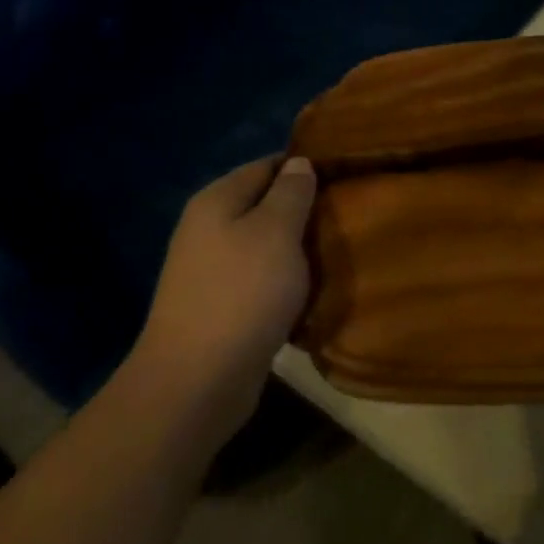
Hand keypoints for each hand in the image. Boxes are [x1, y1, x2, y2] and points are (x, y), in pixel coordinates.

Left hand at [131, 156, 317, 435]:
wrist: (197, 380)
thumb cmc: (243, 292)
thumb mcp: (276, 231)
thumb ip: (291, 193)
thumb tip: (298, 162)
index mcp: (217, 201)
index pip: (266, 166)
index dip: (304, 168)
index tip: (343, 177)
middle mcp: (207, 229)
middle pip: (263, 205)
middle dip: (303, 210)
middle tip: (346, 217)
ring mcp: (210, 270)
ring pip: (264, 245)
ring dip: (296, 249)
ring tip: (337, 251)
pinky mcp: (219, 306)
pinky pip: (260, 279)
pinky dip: (284, 281)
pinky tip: (311, 290)